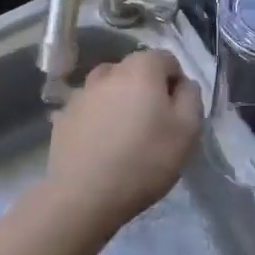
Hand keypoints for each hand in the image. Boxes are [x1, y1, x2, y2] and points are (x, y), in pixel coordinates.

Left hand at [45, 49, 201, 235]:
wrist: (84, 195)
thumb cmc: (144, 159)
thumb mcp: (187, 131)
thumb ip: (191, 98)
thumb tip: (184, 84)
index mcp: (141, 68)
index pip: (166, 59)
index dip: (176, 83)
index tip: (177, 113)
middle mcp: (108, 71)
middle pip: (136, 71)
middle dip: (147, 90)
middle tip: (154, 125)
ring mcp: (81, 93)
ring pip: (109, 88)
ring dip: (119, 102)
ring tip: (125, 134)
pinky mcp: (63, 117)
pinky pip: (89, 110)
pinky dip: (98, 119)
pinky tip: (101, 146)